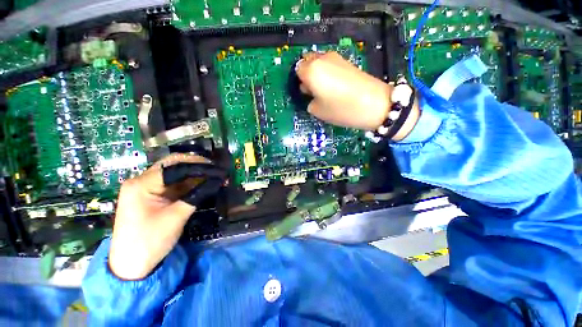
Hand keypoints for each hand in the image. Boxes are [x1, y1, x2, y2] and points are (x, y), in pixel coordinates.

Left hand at [108, 154, 225, 279]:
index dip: (197, 165)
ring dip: (195, 175)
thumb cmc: (150, 241)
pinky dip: (190, 184)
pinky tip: (203, 184)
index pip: (173, 166)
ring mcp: (147, 189)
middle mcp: (142, 181)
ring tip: (213, 176)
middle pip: (172, 166)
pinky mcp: (153, 196)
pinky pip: (174, 185)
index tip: (217, 168)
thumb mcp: (176, 217)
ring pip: (175, 175)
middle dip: (196, 166)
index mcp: (141, 184)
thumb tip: (218, 180)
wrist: (132, 265)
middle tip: (216, 169)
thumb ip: (197, 195)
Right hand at [295, 51, 419, 140]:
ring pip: (319, 62)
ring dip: (318, 73)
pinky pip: (330, 64)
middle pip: (308, 62)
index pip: (297, 70)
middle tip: (313, 91)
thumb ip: (309, 101)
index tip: (305, 93)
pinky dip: (328, 73)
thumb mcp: (318, 111)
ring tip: (325, 90)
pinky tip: (335, 86)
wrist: (373, 103)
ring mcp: (336, 58)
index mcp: (311, 70)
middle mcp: (322, 59)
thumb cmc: (341, 109)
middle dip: (307, 75)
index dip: (300, 82)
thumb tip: (311, 95)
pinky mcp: (347, 61)